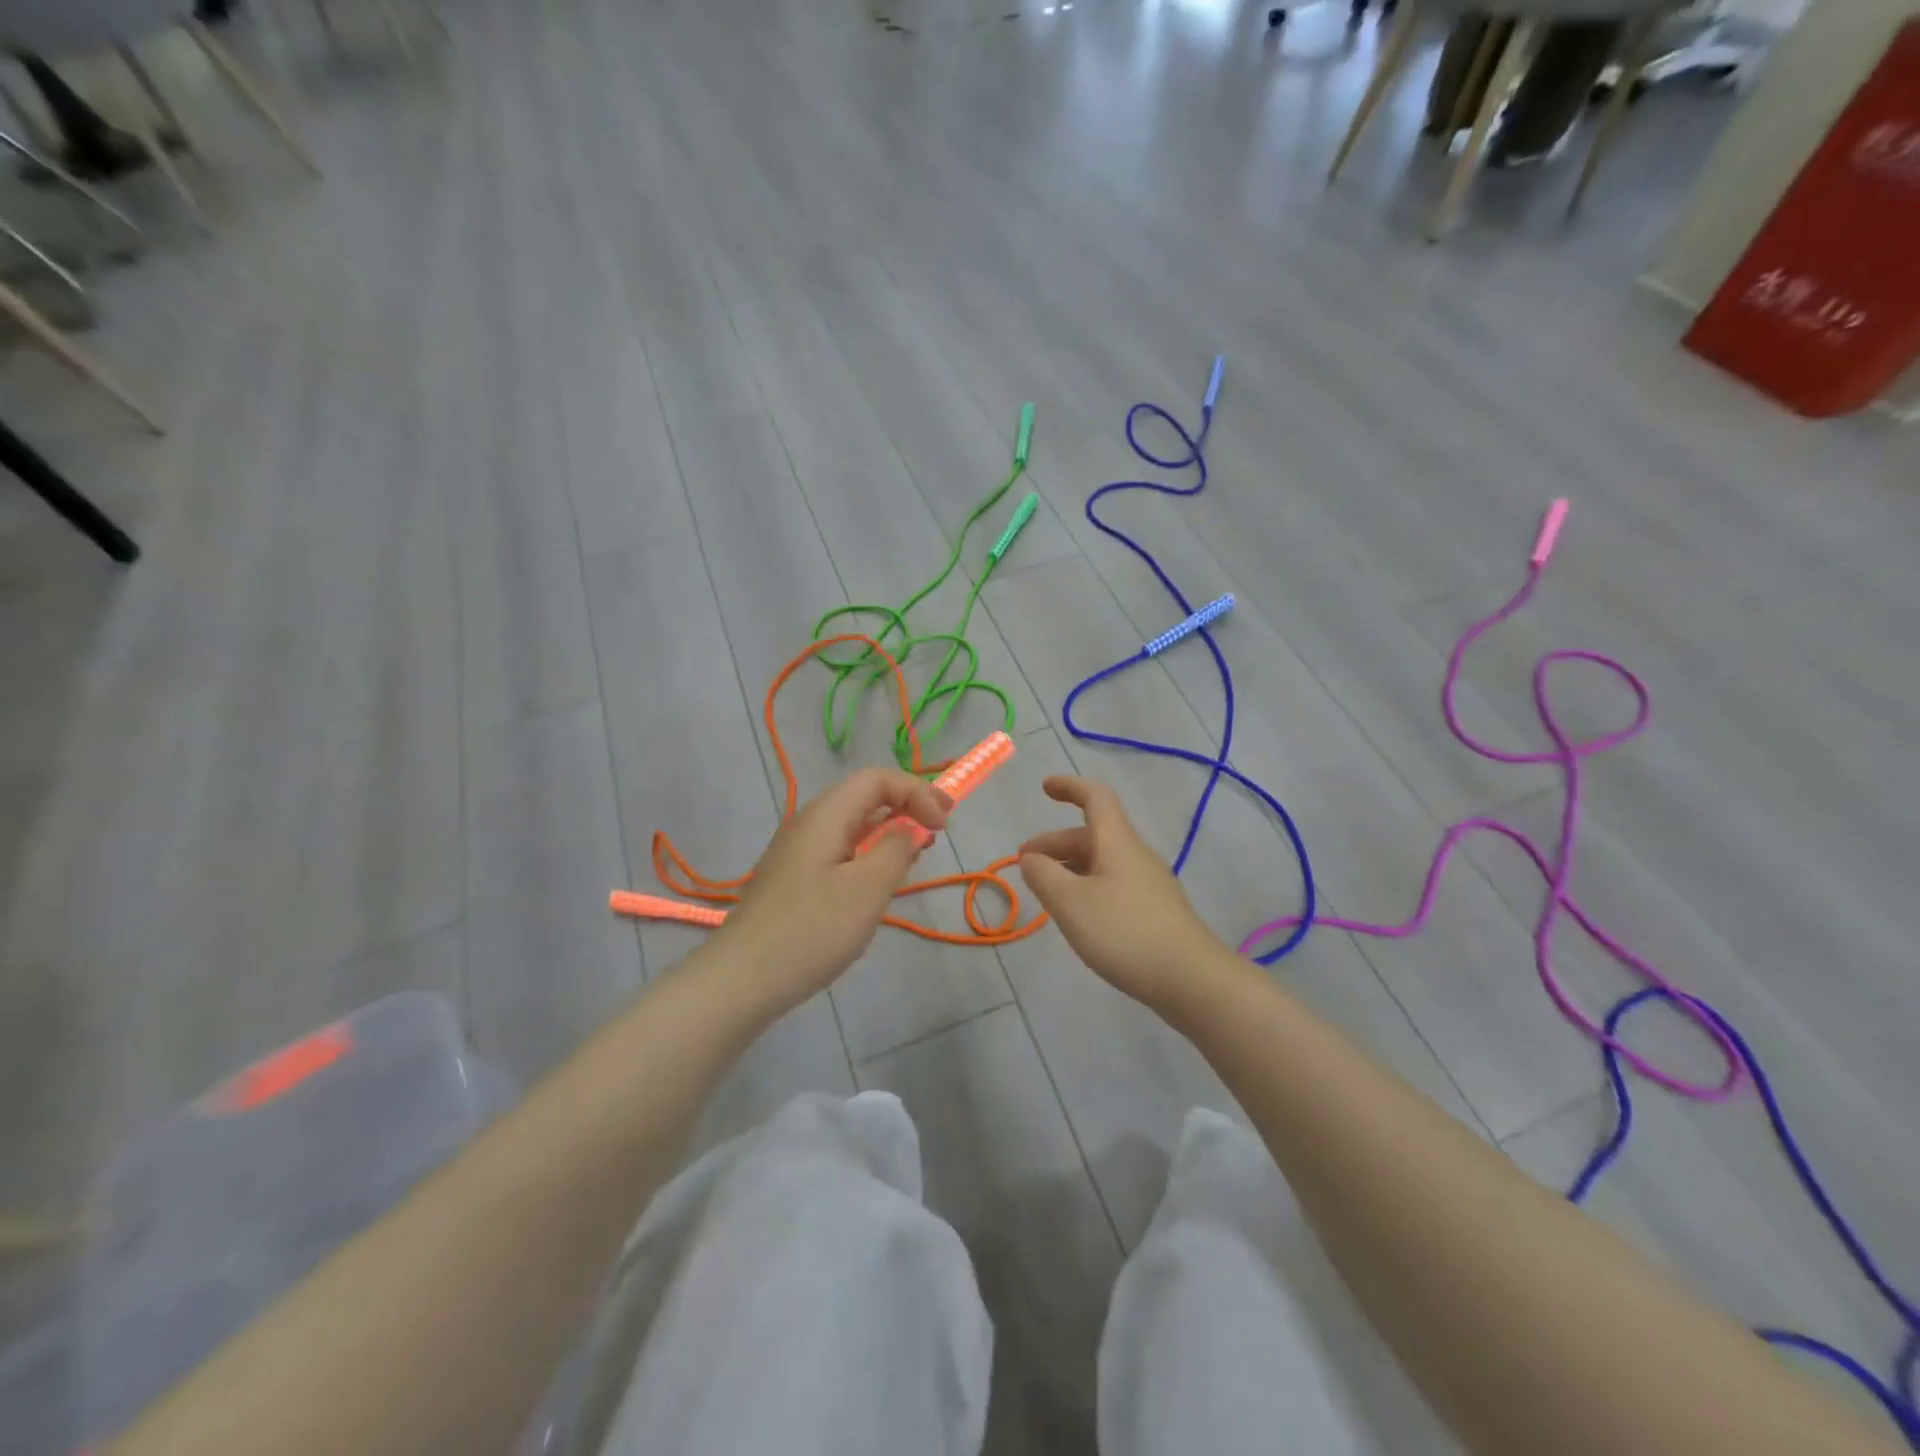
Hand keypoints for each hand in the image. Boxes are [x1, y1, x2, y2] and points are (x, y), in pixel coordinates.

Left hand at [711, 768, 951, 1010]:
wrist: (742, 978)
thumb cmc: (812, 929)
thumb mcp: (867, 889)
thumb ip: (896, 850)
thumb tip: (909, 829)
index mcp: (826, 815)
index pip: (877, 779)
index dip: (916, 792)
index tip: (942, 825)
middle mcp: (809, 823)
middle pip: (864, 796)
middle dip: (906, 805)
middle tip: (941, 827)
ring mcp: (798, 851)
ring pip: (852, 824)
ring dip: (889, 829)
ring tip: (917, 851)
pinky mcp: (794, 878)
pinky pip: (840, 849)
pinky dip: (869, 852)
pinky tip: (879, 880)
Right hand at [1017, 776, 1227, 1010]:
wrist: (1191, 979)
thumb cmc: (1125, 932)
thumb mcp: (1071, 903)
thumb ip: (1043, 876)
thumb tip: (1031, 858)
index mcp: (1117, 842)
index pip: (1095, 797)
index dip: (1069, 787)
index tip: (1044, 788)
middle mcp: (1135, 855)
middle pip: (1092, 834)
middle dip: (1055, 843)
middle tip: (1025, 865)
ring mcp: (1149, 884)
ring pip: (1102, 862)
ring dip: (1070, 867)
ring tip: (1046, 892)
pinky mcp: (1155, 911)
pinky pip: (1113, 884)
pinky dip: (1087, 887)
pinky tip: (1078, 915)